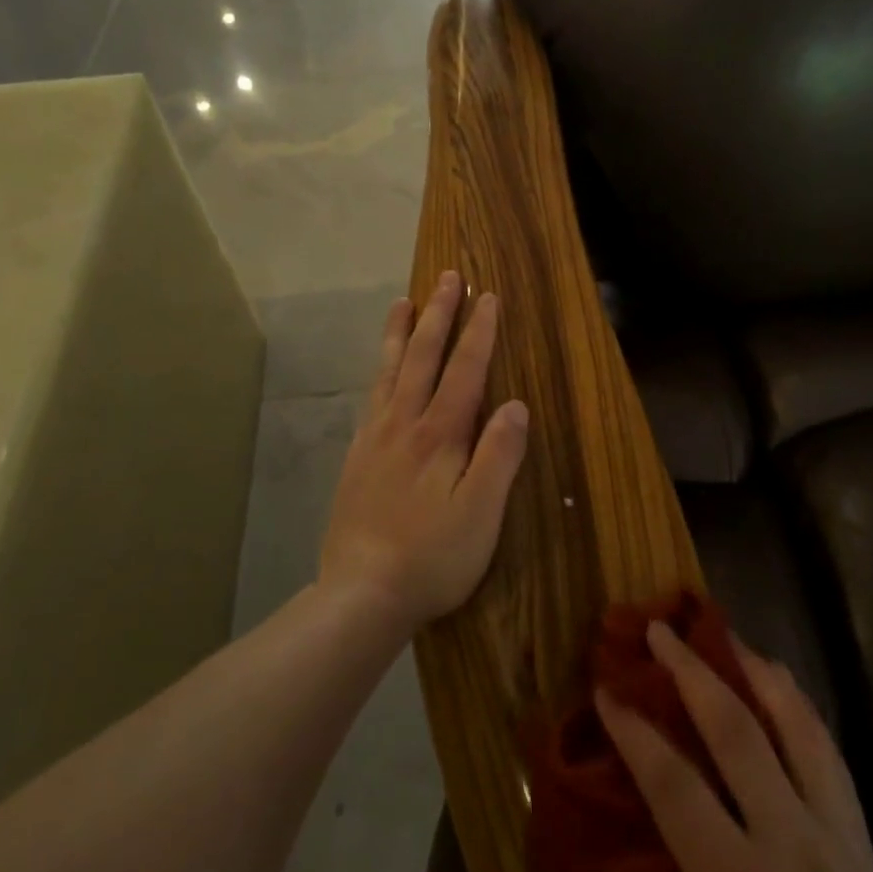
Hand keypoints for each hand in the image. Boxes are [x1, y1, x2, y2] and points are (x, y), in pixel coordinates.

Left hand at [319, 271, 529, 634]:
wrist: (360, 593)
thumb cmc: (432, 557)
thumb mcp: (482, 512)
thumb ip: (499, 455)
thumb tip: (515, 404)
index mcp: (440, 435)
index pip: (465, 370)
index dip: (479, 333)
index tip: (487, 297)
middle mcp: (404, 424)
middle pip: (423, 358)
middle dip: (438, 315)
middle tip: (448, 278)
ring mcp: (375, 439)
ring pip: (389, 372)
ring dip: (401, 333)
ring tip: (403, 301)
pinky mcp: (357, 458)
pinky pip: (370, 398)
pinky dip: (379, 371)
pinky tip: (380, 371)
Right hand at [596, 626, 872, 871]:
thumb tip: (607, 847)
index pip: (675, 786)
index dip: (634, 733)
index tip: (605, 690)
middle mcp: (794, 844)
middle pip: (737, 732)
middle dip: (692, 672)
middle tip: (660, 630)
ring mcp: (837, 834)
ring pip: (796, 725)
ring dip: (755, 670)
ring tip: (722, 633)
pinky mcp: (864, 837)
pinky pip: (829, 751)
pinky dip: (799, 706)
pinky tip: (778, 681)